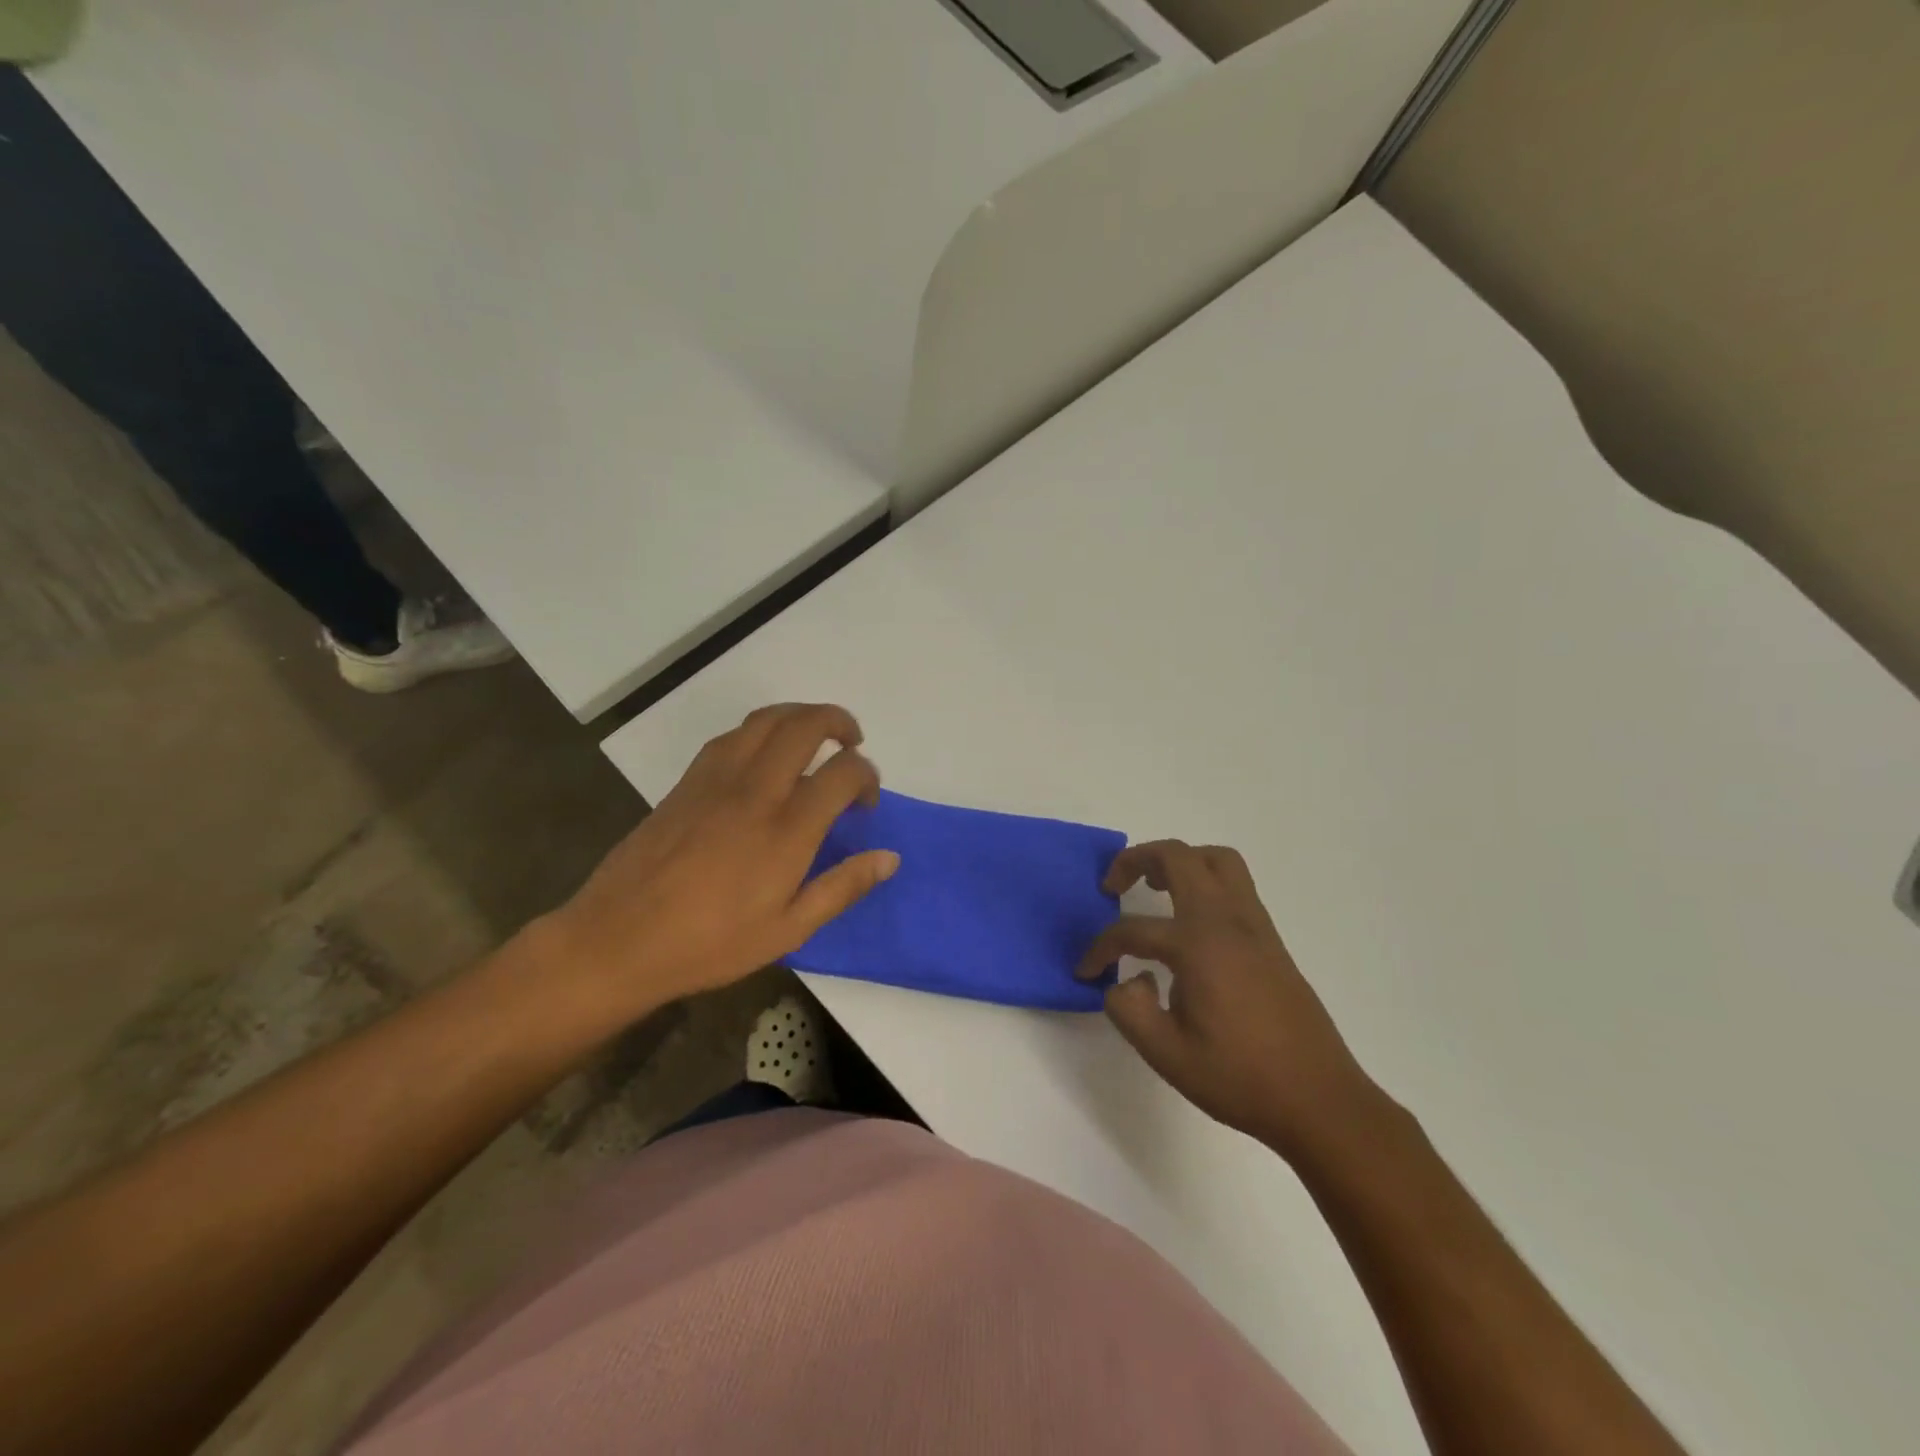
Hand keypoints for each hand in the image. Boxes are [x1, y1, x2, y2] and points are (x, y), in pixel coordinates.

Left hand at [539, 704, 897, 1022]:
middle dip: (839, 722)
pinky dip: (760, 730)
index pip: (843, 773)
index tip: (866, 801)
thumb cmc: (710, 944)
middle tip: (852, 741)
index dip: (866, 776)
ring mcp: (717, 779)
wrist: (618, 940)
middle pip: (806, 726)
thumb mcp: (788, 930)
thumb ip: (842, 887)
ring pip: (766, 719)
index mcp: (787, 829)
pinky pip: (731, 736)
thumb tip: (889, 858)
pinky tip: (763, 754)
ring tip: (815, 735)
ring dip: (800, 715)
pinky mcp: (687, 781)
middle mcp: (756, 790)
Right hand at [1076, 840, 1379, 1157]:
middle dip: (1137, 859)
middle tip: (1113, 885)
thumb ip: (1129, 1010)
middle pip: (1179, 857)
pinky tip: (1189, 923)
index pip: (1133, 930)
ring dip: (1179, 862)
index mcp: (1198, 945)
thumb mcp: (1167, 1055)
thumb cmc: (1241, 1078)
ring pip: (1216, 860)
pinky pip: (1235, 885)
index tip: (1085, 972)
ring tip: (1153, 887)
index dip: (1100, 948)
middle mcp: (1227, 921)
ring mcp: (1255, 926)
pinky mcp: (1271, 940)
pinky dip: (1204, 883)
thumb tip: (1124, 981)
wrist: (1320, 1100)